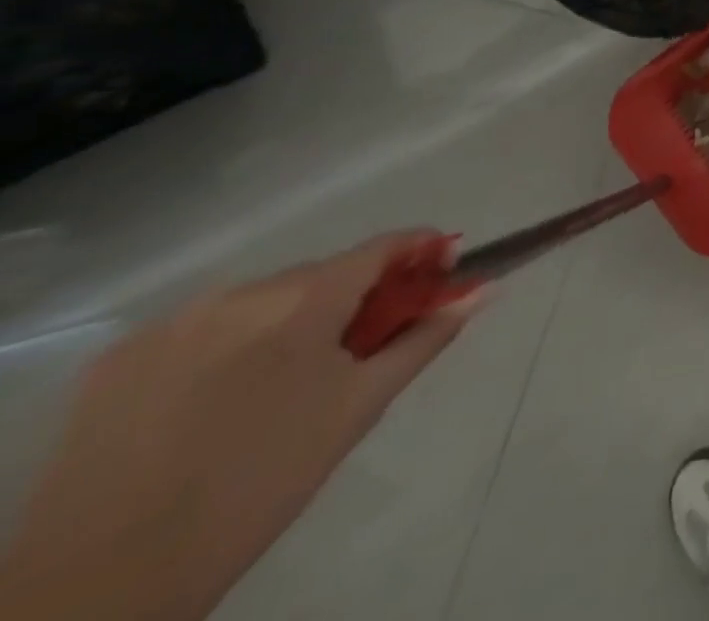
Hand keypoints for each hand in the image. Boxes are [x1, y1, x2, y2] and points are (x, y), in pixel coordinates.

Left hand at [0, 233, 480, 620]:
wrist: (100, 586)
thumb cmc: (261, 484)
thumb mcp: (359, 408)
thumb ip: (427, 337)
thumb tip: (484, 290)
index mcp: (301, 298)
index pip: (382, 246)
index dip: (421, 251)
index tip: (443, 271)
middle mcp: (239, 292)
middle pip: (322, 274)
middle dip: (356, 297)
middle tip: (368, 346)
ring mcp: (171, 323)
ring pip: (262, 301)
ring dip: (292, 321)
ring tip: (291, 383)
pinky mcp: (118, 361)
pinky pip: (203, 330)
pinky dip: (232, 345)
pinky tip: (224, 399)